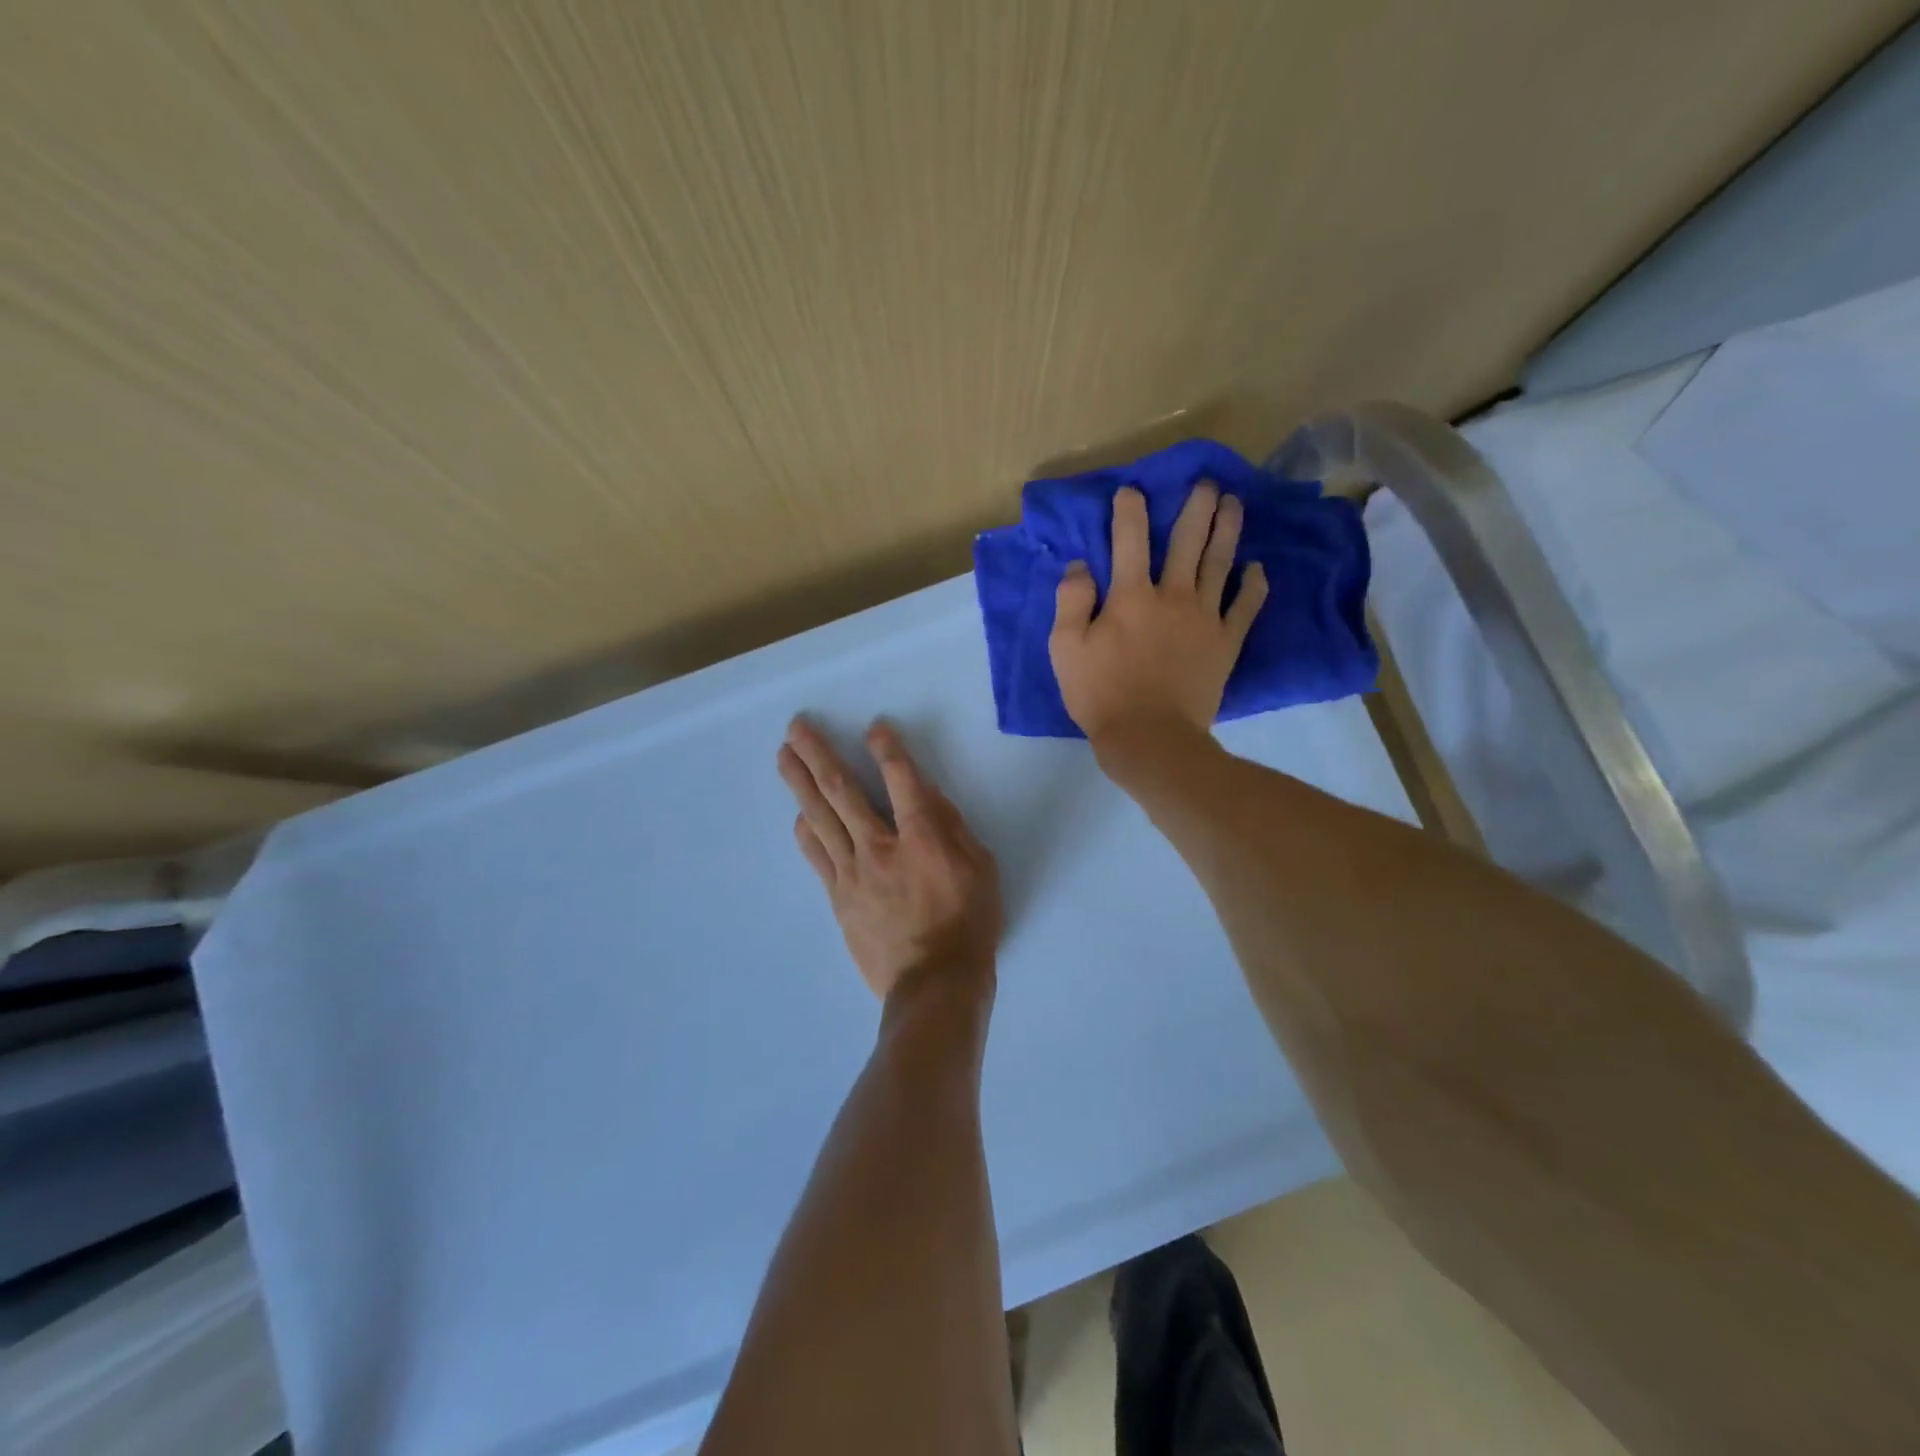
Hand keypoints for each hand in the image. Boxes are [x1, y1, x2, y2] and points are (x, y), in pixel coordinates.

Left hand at [777, 717, 1002, 1002]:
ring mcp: (852, 872)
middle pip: (842, 791)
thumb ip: (951, 827)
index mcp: (922, 837)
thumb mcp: (981, 869)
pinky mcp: (838, 897)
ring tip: (784, 755)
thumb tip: (926, 794)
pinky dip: (806, 831)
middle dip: (819, 754)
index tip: (874, 727)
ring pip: (820, 818)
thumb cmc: (969, 924)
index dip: (887, 749)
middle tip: (796, 727)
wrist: (934, 984)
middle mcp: (879, 846)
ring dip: (800, 783)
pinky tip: (798, 814)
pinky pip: (816, 856)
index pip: (900, 780)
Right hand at [1049, 483, 1268, 742]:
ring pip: (1219, 563)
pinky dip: (1253, 585)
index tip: (1132, 490)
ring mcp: (1205, 617)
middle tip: (1206, 483)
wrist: (1149, 737)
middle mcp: (1172, 595)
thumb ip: (1071, 601)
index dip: (1129, 510)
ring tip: (1234, 503)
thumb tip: (1080, 566)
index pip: (1129, 539)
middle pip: (1187, 541)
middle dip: (1196, 507)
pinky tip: (1257, 568)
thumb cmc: (1100, 694)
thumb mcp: (1065, 649)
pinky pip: (1245, 606)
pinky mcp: (1226, 642)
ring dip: (1227, 530)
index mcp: (1131, 595)